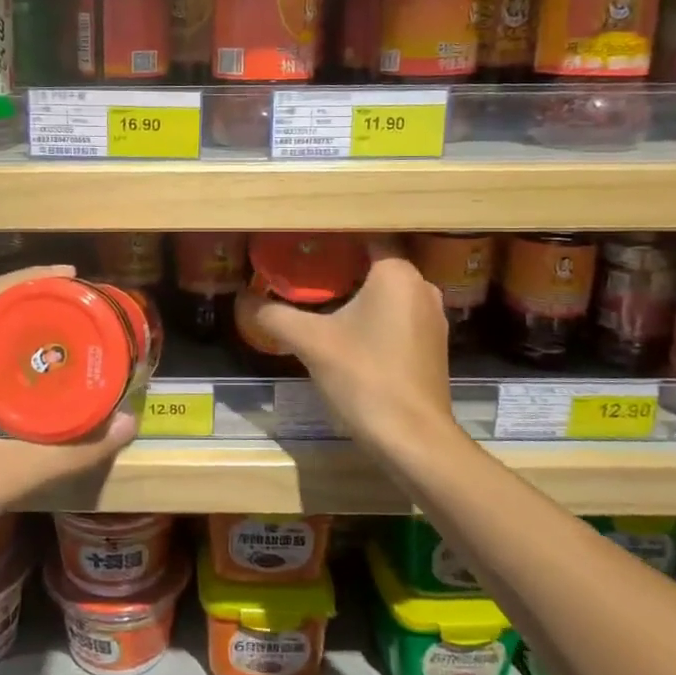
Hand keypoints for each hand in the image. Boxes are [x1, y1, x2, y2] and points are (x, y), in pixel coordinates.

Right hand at [253, 239, 459, 472]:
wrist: (412, 438)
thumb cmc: (364, 376)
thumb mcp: (311, 342)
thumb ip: (275, 316)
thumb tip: (244, 300)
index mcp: (397, 273)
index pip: (366, 236)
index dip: (333, 238)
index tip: (304, 242)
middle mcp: (422, 287)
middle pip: (375, 264)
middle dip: (341, 266)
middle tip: (303, 270)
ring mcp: (432, 318)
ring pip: (388, 292)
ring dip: (357, 293)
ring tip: (319, 298)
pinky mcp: (432, 345)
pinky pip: (397, 316)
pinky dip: (374, 316)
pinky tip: (347, 331)